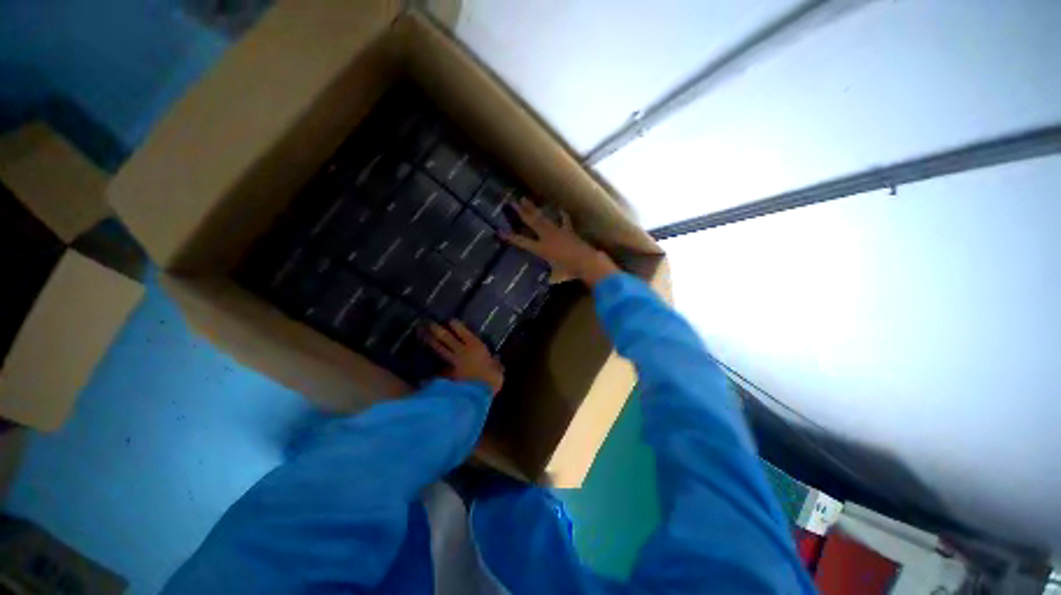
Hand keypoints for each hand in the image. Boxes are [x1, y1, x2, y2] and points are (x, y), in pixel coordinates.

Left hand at [426, 321, 503, 394]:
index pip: (463, 332)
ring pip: (440, 349)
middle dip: (438, 330)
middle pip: (446, 338)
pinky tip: (428, 363)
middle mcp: (461, 351)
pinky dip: (433, 364)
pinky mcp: (445, 375)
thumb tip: (496, 361)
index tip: (450, 320)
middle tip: (429, 323)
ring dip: (432, 342)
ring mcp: (452, 363)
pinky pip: (439, 366)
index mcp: (476, 346)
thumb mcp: (498, 371)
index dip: (456, 325)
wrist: (476, 395)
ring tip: (425, 337)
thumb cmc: (491, 379)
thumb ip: (496, 364)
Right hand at [501, 198, 618, 286]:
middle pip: (531, 221)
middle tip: (512, 202)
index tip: (500, 232)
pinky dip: (562, 216)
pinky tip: (560, 209)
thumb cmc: (569, 271)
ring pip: (543, 217)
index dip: (510, 237)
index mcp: (541, 248)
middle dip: (520, 212)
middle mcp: (546, 237)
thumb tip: (551, 280)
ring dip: (533, 208)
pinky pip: (564, 221)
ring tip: (525, 199)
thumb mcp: (557, 276)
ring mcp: (557, 231)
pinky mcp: (568, 230)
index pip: (522, 241)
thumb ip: (552, 276)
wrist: (586, 261)